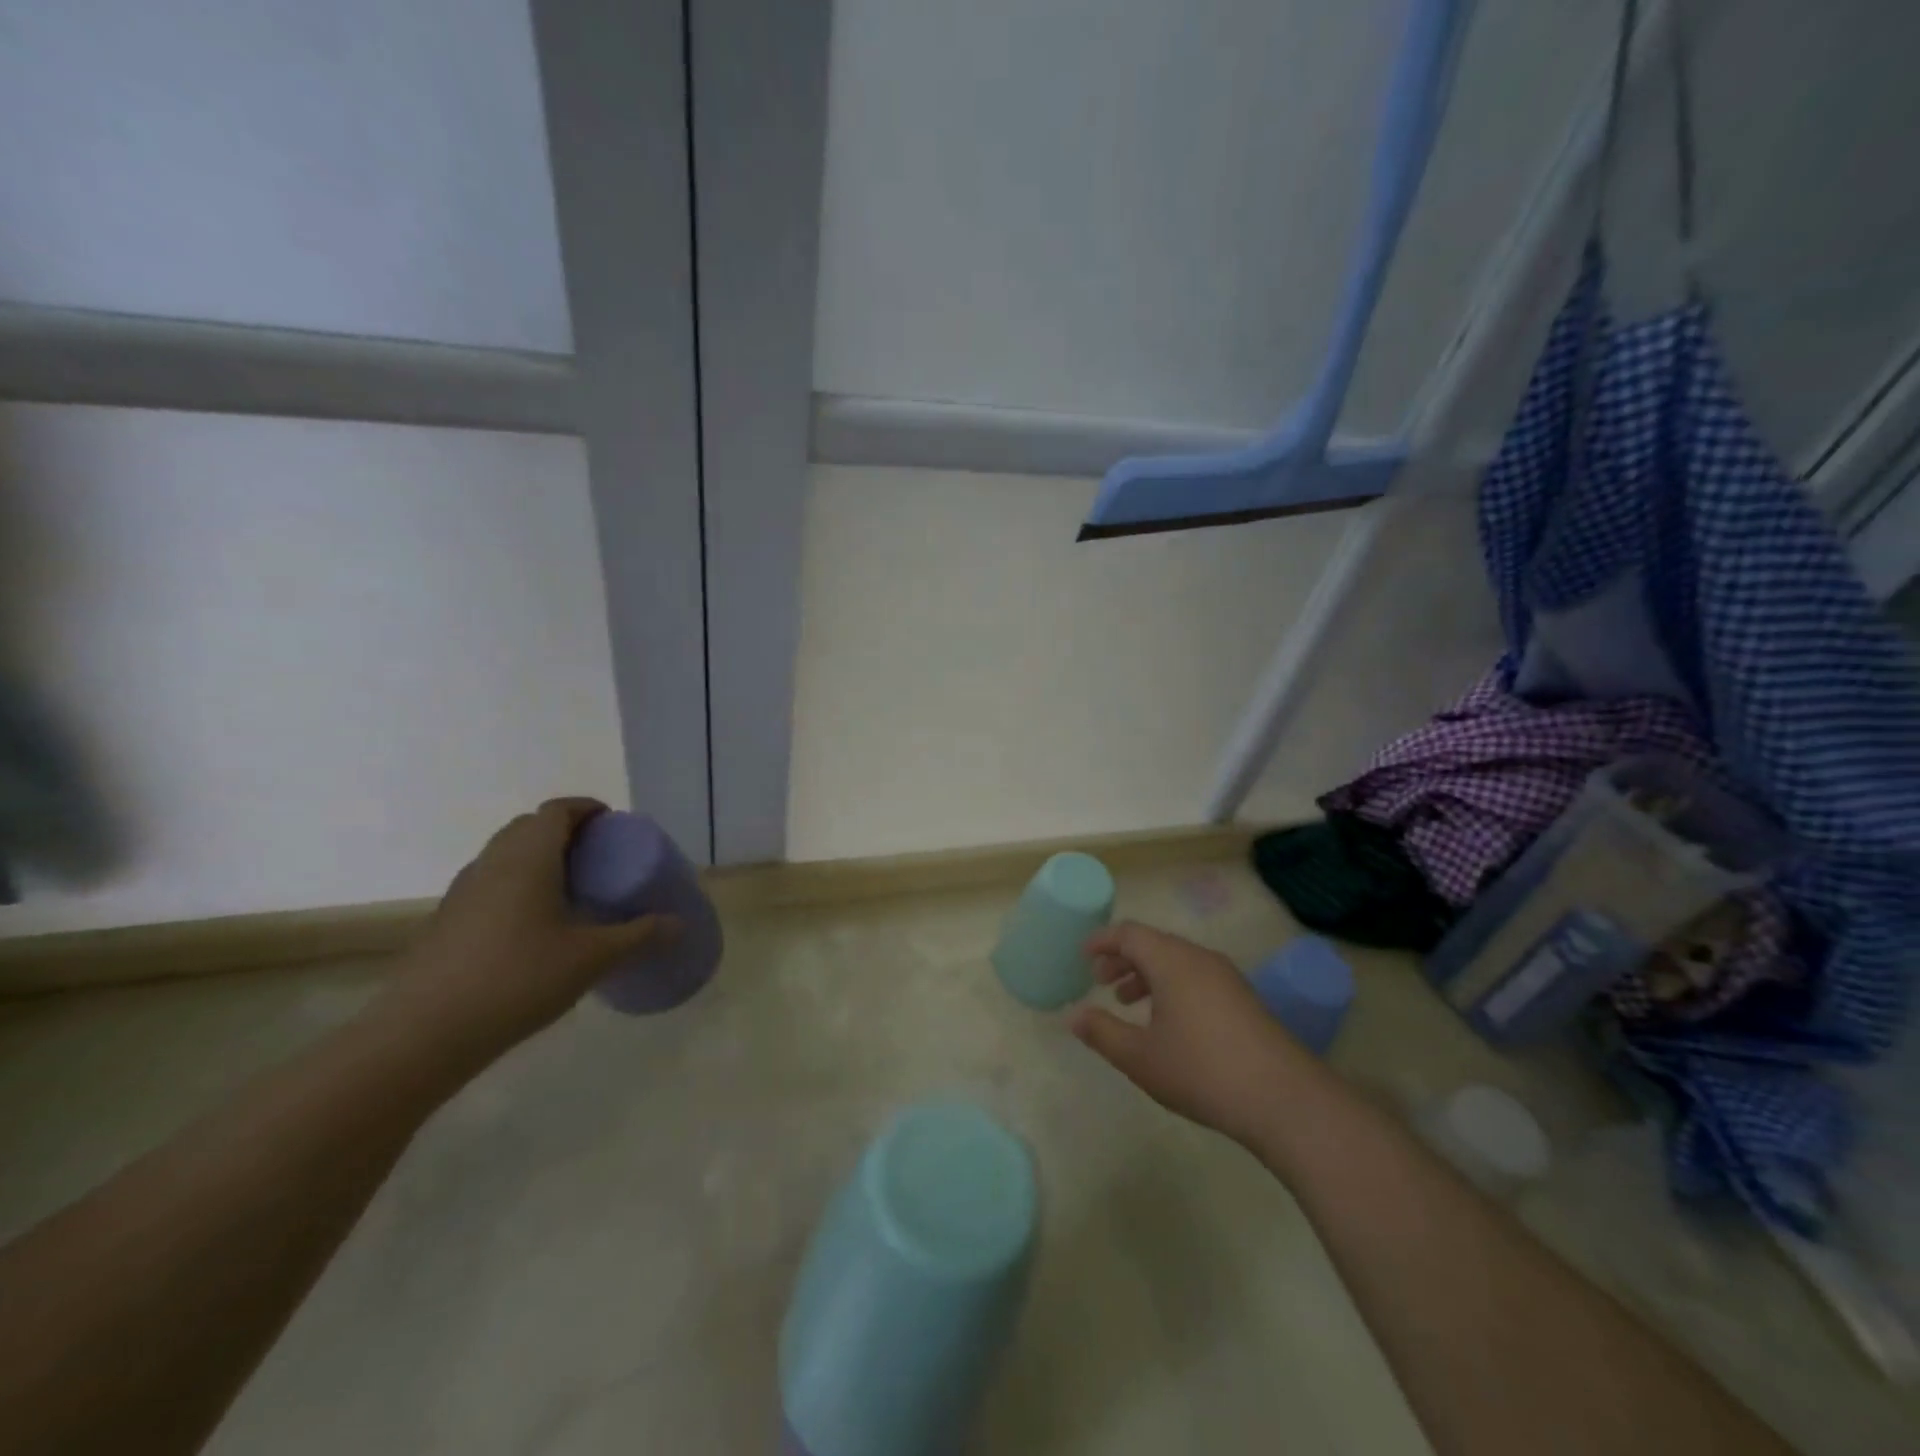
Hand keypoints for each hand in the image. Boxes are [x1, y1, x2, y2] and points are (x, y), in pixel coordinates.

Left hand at [376, 799, 678, 1065]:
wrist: (424, 1033)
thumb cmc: (519, 978)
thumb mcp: (592, 957)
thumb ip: (639, 935)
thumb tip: (679, 925)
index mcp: (529, 857)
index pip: (557, 810)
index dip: (586, 808)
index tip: (612, 823)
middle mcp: (492, 863)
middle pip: (528, 827)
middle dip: (564, 831)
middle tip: (597, 856)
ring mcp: (462, 892)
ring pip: (504, 855)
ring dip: (537, 858)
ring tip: (570, 889)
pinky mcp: (446, 921)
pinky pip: (489, 883)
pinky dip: (516, 885)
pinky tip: (534, 925)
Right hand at [1069, 922, 1314, 1150]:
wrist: (1283, 1099)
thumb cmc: (1202, 1071)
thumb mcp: (1141, 1057)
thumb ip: (1103, 1033)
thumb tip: (1074, 1016)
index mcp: (1171, 961)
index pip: (1130, 933)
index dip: (1103, 941)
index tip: (1083, 954)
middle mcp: (1199, 958)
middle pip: (1154, 944)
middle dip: (1123, 958)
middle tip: (1100, 980)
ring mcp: (1226, 977)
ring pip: (1176, 961)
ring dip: (1148, 974)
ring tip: (1128, 1001)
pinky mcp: (1243, 999)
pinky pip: (1196, 977)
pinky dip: (1171, 985)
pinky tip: (1168, 1022)